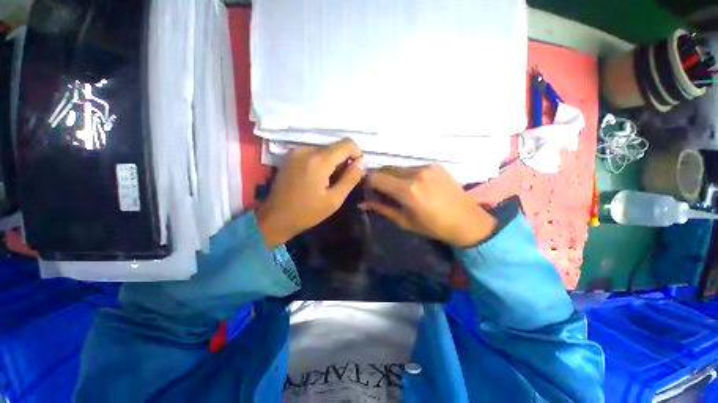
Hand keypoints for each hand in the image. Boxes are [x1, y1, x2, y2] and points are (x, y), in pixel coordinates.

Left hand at [257, 139, 364, 248]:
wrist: (275, 218)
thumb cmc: (307, 212)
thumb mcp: (334, 199)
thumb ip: (351, 178)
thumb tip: (363, 162)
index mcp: (319, 160)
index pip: (347, 144)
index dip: (357, 154)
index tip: (356, 170)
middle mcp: (307, 149)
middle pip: (335, 146)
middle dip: (344, 161)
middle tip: (341, 181)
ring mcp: (296, 151)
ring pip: (325, 150)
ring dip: (332, 162)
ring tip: (328, 182)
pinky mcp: (291, 156)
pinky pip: (313, 153)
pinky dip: (321, 162)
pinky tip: (317, 178)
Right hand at [362, 165, 497, 248]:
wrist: (467, 221)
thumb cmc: (433, 226)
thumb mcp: (404, 221)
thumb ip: (382, 209)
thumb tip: (362, 203)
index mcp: (407, 190)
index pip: (376, 177)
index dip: (368, 182)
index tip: (369, 191)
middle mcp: (416, 173)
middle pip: (386, 168)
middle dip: (379, 178)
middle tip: (381, 191)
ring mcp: (427, 167)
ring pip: (399, 167)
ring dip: (393, 176)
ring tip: (399, 190)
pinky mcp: (436, 165)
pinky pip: (412, 167)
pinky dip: (406, 175)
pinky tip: (414, 186)